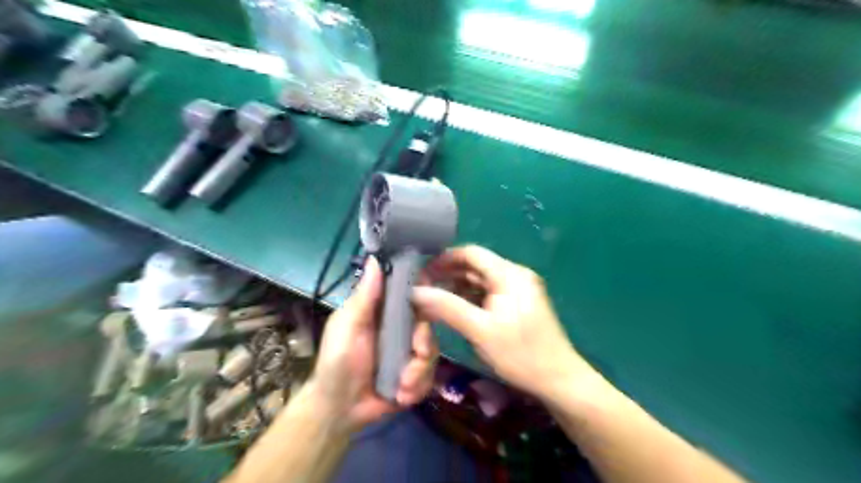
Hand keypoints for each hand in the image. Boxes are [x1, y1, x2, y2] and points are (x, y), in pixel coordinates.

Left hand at [302, 256, 436, 432]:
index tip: (432, 302)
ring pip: (432, 350)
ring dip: (420, 371)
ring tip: (402, 386)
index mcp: (384, 311)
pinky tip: (402, 395)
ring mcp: (409, 352)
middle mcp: (400, 328)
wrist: (339, 410)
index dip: (425, 295)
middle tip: (417, 353)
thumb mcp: (348, 327)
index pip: (412, 293)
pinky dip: (418, 386)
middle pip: (428, 323)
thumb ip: (364, 297)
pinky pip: (430, 374)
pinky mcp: (415, 375)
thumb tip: (375, 259)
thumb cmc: (337, 362)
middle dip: (425, 342)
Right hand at [410, 245, 591, 399]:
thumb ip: (447, 307)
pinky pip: (489, 293)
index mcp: (509, 274)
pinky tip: (454, 309)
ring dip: (457, 288)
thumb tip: (416, 292)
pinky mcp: (518, 303)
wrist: (558, 379)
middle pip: (475, 266)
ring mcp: (518, 289)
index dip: (444, 260)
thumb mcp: (480, 330)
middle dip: (448, 275)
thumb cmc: (520, 354)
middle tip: (423, 290)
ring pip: (480, 281)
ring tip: (433, 301)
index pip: (471, 253)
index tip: (422, 274)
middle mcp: (515, 275)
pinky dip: (470, 298)